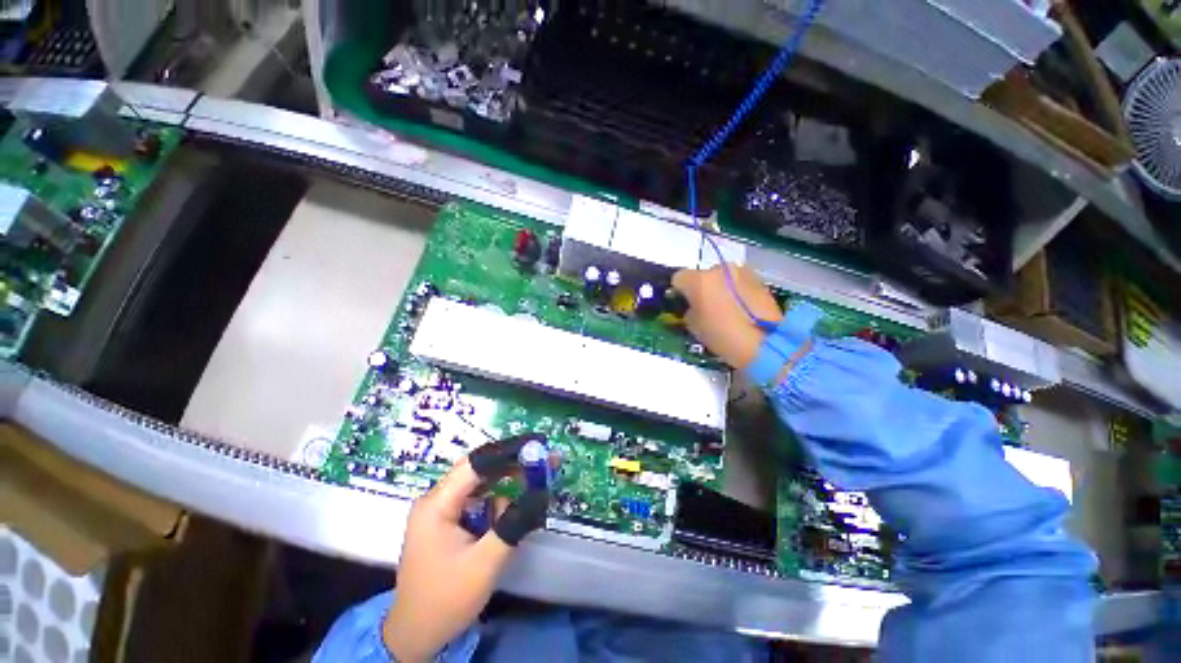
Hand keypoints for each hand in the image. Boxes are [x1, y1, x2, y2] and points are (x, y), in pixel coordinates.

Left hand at [383, 437, 548, 661]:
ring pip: (483, 486)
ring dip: (510, 487)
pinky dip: (499, 504)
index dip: (509, 450)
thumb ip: (513, 524)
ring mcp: (441, 510)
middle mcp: (437, 499)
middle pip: (482, 471)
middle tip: (547, 463)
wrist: (415, 636)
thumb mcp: (484, 563)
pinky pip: (479, 502)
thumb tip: (541, 492)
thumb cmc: (445, 600)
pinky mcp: (448, 522)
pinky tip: (514, 513)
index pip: (476, 463)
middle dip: (515, 467)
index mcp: (437, 504)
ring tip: (535, 490)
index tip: (538, 445)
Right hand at [672, 264, 782, 368]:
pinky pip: (740, 282)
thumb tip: (692, 306)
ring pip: (723, 277)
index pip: (679, 278)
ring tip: (726, 309)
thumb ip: (689, 310)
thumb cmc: (722, 336)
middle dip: (702, 288)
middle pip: (703, 275)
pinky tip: (741, 309)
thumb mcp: (694, 326)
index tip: (683, 303)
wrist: (766, 342)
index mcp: (699, 280)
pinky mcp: (759, 280)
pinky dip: (737, 292)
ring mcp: (742, 272)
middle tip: (705, 307)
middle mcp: (719, 269)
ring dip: (720, 288)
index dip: (679, 291)